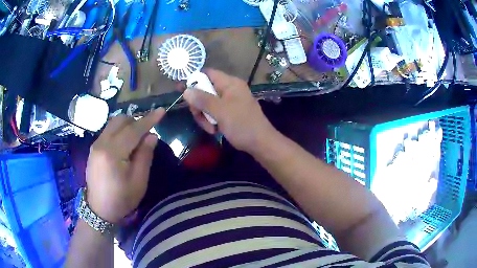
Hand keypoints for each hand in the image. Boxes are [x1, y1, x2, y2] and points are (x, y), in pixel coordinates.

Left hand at [85, 109, 164, 223]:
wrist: (98, 210)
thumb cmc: (121, 199)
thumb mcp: (138, 182)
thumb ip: (144, 156)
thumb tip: (151, 136)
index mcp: (113, 153)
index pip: (133, 130)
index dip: (148, 119)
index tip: (161, 111)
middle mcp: (101, 143)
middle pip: (120, 120)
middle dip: (136, 121)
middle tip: (146, 134)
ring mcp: (95, 145)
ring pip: (113, 123)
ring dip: (127, 125)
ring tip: (135, 139)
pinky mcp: (93, 148)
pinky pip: (108, 131)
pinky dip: (119, 131)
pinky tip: (123, 145)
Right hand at [183, 69, 274, 152]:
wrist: (260, 143)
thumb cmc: (242, 124)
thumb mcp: (220, 111)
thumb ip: (202, 100)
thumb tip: (186, 90)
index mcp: (230, 83)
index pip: (207, 73)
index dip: (193, 80)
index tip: (181, 90)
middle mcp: (229, 89)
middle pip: (204, 90)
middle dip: (199, 105)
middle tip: (198, 116)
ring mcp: (229, 101)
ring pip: (207, 103)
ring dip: (204, 116)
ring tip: (211, 128)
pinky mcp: (229, 112)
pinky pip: (214, 112)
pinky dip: (211, 121)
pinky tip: (215, 130)